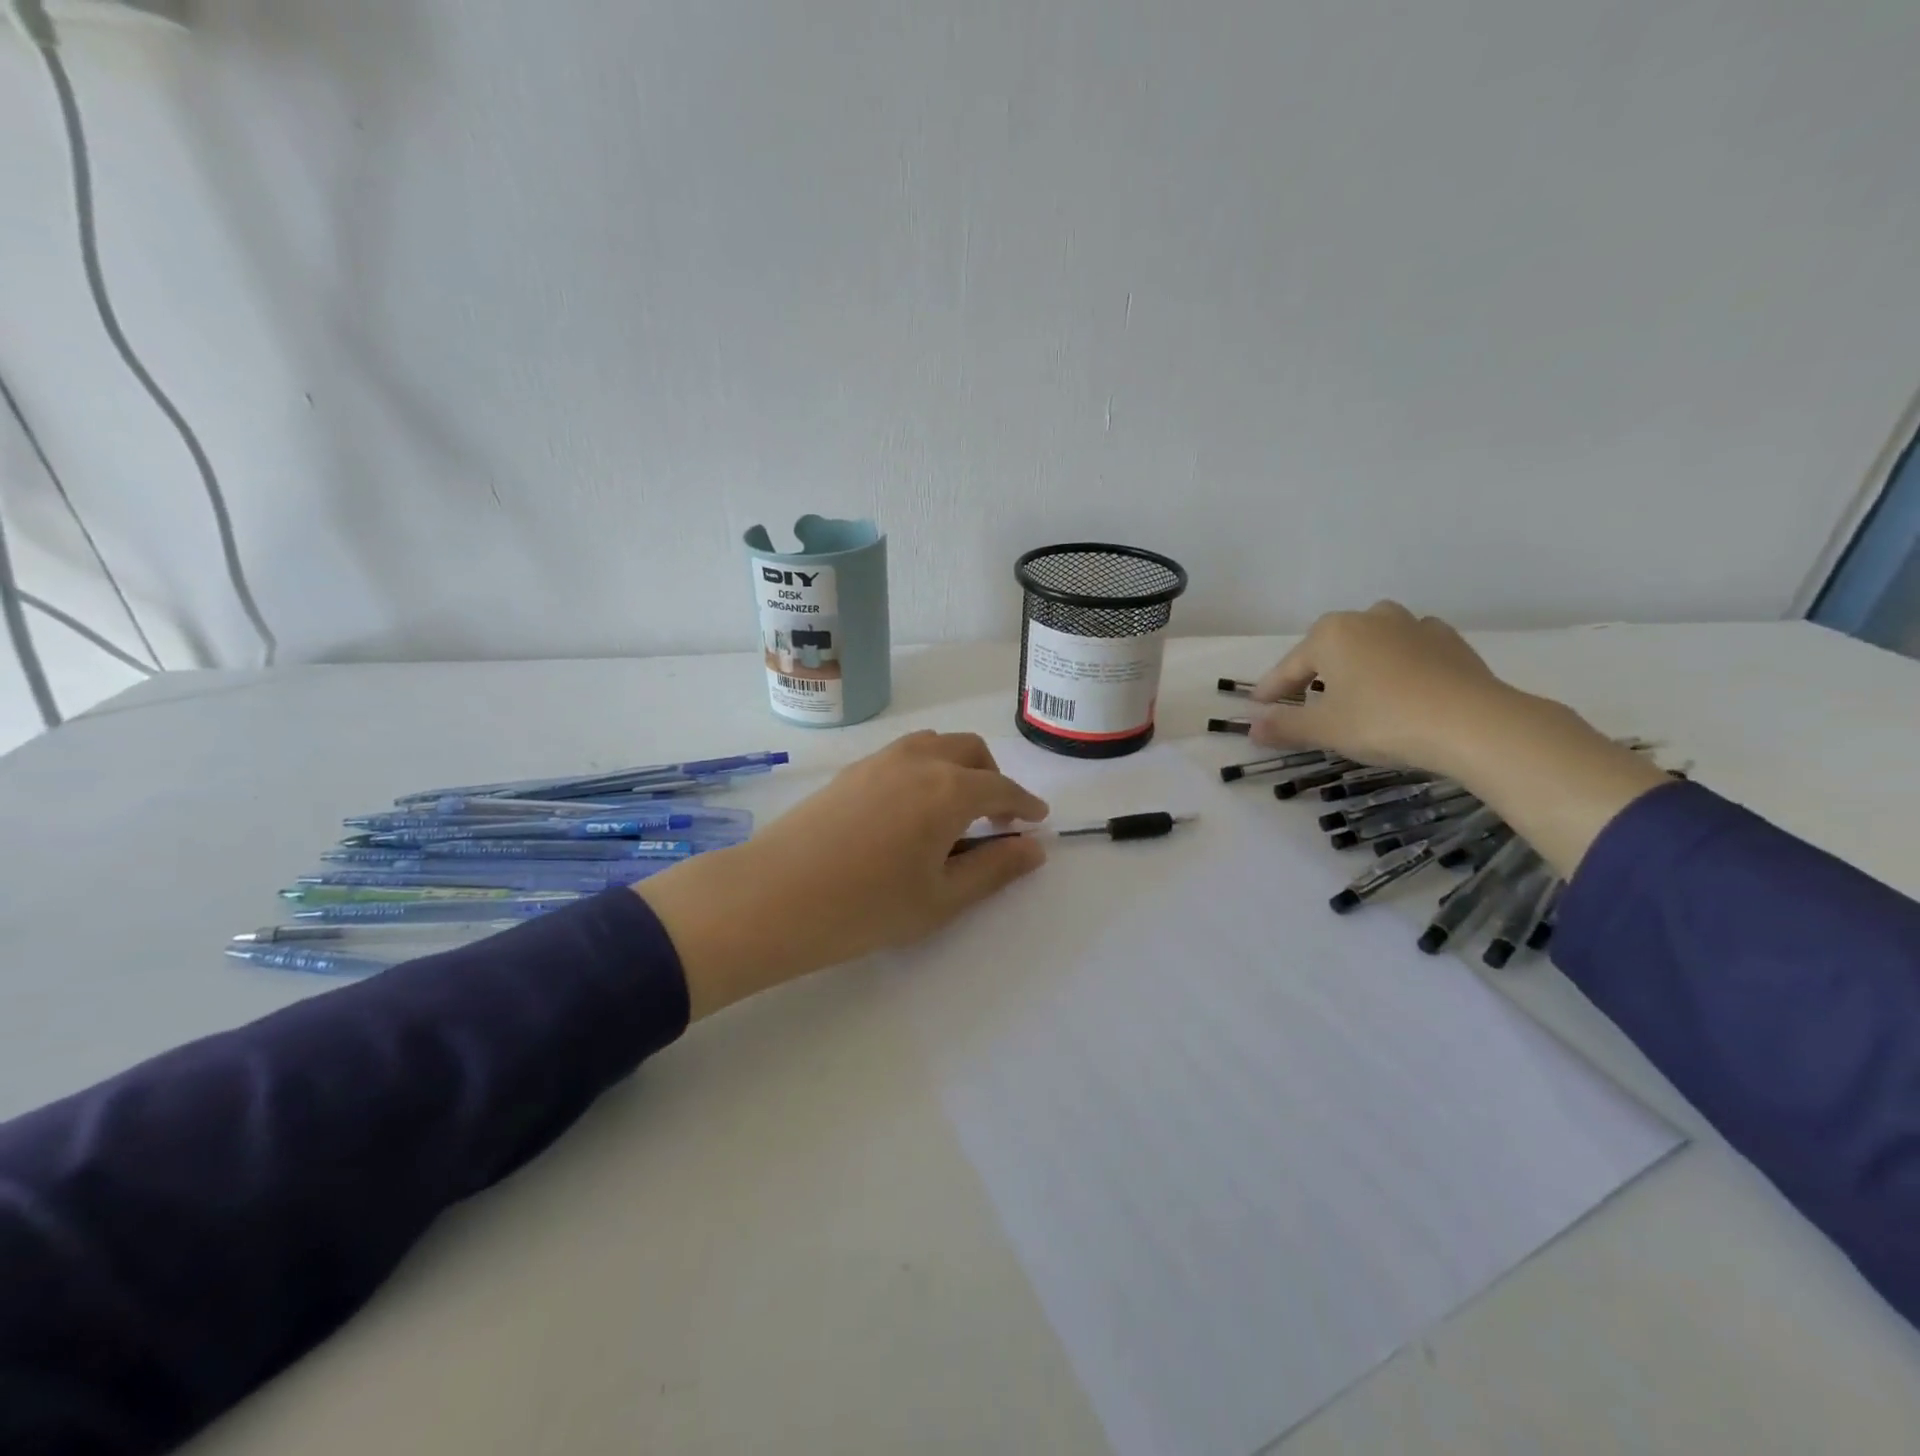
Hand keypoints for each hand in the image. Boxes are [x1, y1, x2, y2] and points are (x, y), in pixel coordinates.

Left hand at [638, 732, 1049, 1018]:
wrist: (774, 896)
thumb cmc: (866, 907)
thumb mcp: (941, 898)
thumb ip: (994, 869)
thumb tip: (1034, 848)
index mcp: (949, 789)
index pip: (1002, 788)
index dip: (1025, 804)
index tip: (1037, 820)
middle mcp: (919, 761)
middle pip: (971, 751)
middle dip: (993, 778)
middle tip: (994, 819)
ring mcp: (880, 760)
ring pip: (934, 744)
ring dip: (957, 767)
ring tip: (953, 810)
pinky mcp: (851, 769)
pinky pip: (903, 753)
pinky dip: (925, 768)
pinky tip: (911, 810)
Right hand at [1248, 600, 1514, 771]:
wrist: (1473, 723)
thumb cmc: (1383, 720)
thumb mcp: (1325, 730)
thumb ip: (1285, 726)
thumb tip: (1252, 727)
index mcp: (1331, 634)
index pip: (1289, 667)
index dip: (1272, 691)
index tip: (1257, 708)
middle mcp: (1368, 619)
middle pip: (1328, 648)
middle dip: (1313, 672)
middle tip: (1304, 701)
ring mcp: (1413, 625)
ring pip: (1371, 641)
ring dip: (1357, 661)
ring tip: (1354, 687)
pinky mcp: (1449, 641)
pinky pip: (1410, 647)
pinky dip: (1397, 662)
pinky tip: (1400, 682)